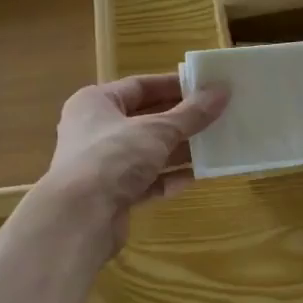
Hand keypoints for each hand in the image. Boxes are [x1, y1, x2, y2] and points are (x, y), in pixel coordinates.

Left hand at [40, 73, 228, 252]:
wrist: (80, 217)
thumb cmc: (113, 157)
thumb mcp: (157, 130)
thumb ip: (191, 113)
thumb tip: (222, 90)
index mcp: (96, 103)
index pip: (139, 86)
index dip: (173, 86)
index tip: (205, 88)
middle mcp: (95, 130)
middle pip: (145, 120)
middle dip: (180, 121)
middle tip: (216, 117)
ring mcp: (102, 165)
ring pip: (147, 153)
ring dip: (178, 151)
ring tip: (213, 146)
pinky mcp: (112, 195)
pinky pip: (145, 181)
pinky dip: (168, 179)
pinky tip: (195, 177)